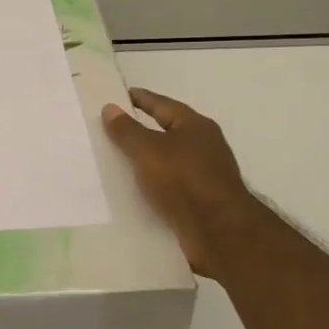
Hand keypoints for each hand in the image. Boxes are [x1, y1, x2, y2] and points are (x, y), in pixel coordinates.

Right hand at [101, 88, 263, 278]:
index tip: (117, 96)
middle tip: (110, 129)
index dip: (139, 99)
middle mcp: (203, 146)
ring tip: (115, 161)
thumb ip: (127, 130)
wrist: (219, 231)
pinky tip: (134, 190)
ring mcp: (204, 174)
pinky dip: (153, 184)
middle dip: (140, 130)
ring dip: (146, 160)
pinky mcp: (200, 200)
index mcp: (195, 125)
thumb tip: (110, 108)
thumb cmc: (183, 180)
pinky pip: (170, 185)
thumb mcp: (147, 150)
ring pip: (167, 160)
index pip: (161, 104)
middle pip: (166, 131)